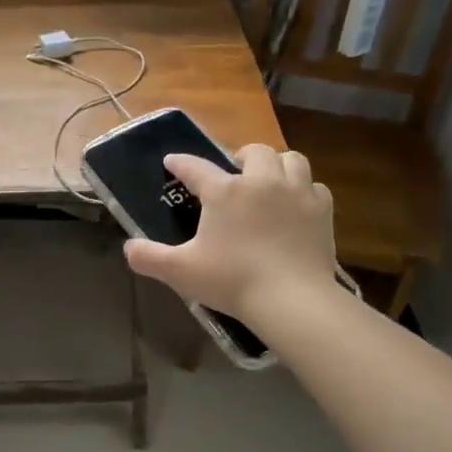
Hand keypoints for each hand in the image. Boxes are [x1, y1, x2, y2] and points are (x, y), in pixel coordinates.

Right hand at [122, 146, 335, 322]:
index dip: (180, 163)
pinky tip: (296, 205)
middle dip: (241, 156)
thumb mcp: (181, 272)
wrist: (292, 299)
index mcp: (225, 192)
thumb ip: (149, 257)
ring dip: (277, 165)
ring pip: (291, 159)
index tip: (171, 161)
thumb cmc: (232, 280)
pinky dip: (303, 190)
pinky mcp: (322, 210)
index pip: (195, 167)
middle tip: (234, 173)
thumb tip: (128, 248)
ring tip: (269, 181)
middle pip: (254, 151)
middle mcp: (262, 181)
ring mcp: (297, 193)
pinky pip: (314, 186)